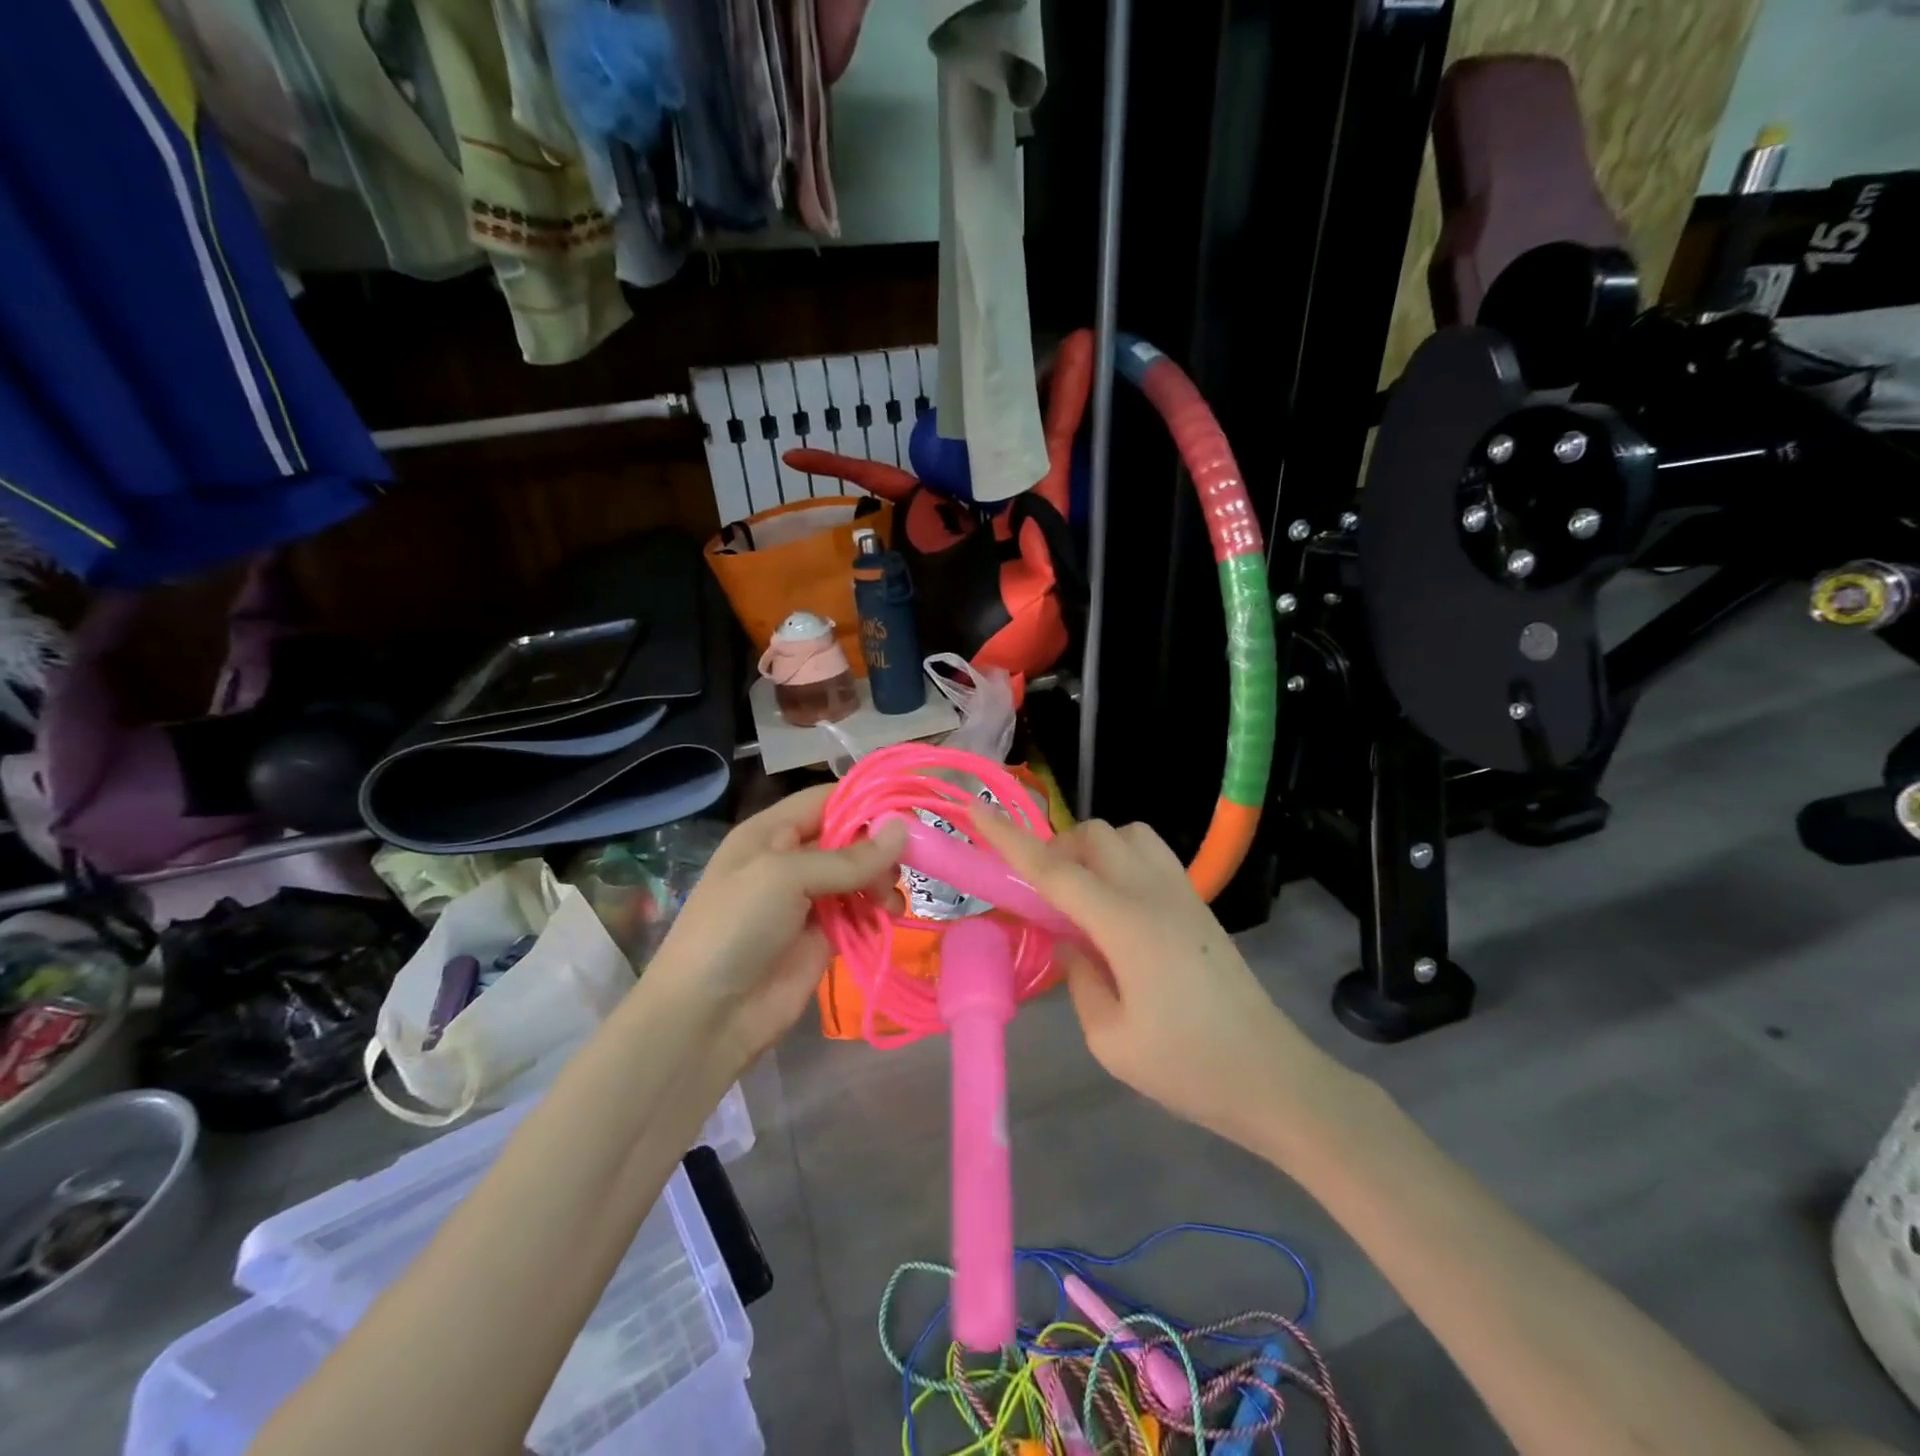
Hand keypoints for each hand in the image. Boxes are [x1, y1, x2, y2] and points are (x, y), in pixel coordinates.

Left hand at [644, 786, 904, 1078]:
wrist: (707, 1016)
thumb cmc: (736, 928)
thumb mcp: (784, 878)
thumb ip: (847, 858)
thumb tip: (903, 829)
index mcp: (771, 832)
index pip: (826, 800)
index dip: (865, 801)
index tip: (906, 813)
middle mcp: (790, 859)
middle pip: (848, 838)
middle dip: (878, 848)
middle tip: (898, 869)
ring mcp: (807, 900)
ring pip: (858, 875)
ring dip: (880, 882)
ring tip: (888, 902)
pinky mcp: (822, 936)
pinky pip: (858, 912)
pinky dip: (876, 912)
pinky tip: (886, 918)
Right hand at [968, 813, 1325, 1147]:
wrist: (1272, 1078)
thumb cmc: (1188, 1068)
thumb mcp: (1110, 1039)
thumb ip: (1078, 977)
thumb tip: (1070, 940)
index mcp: (1125, 924)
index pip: (1054, 870)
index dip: (1010, 838)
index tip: (976, 808)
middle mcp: (1153, 893)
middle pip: (1095, 835)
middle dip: (1059, 850)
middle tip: (1047, 899)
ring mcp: (1182, 893)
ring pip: (1128, 835)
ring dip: (1095, 851)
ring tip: (1084, 898)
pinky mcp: (1198, 904)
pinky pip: (1151, 855)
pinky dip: (1122, 862)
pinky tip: (1120, 910)